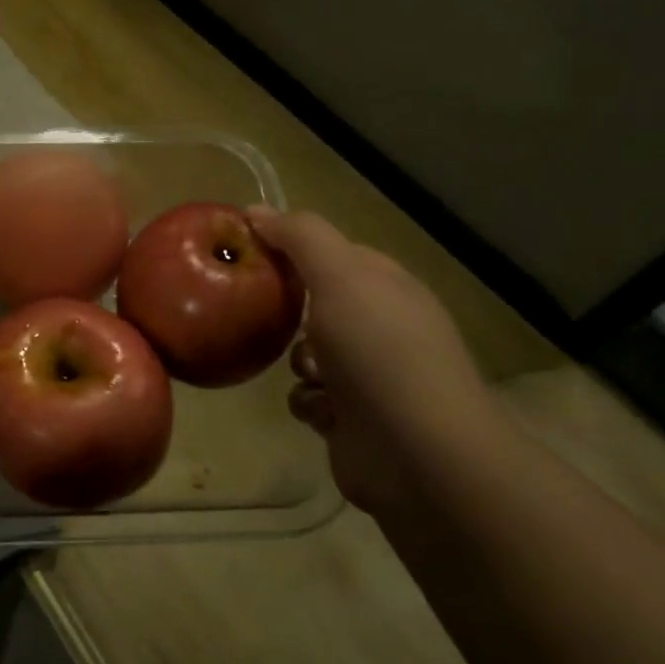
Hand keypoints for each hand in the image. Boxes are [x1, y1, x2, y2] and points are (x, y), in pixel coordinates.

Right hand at [246, 207, 502, 514]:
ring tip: (305, 370)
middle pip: (316, 303)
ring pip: (307, 352)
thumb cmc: (379, 352)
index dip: (291, 248)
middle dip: (288, 310)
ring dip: (296, 361)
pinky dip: (306, 401)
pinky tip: (316, 408)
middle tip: (260, 310)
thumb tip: (256, 210)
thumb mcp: (340, 276)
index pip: (332, 253)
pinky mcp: (353, 418)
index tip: (247, 252)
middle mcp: (382, 327)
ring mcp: (371, 375)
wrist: (418, 453)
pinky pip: (309, 396)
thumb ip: (300, 237)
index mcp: (387, 286)